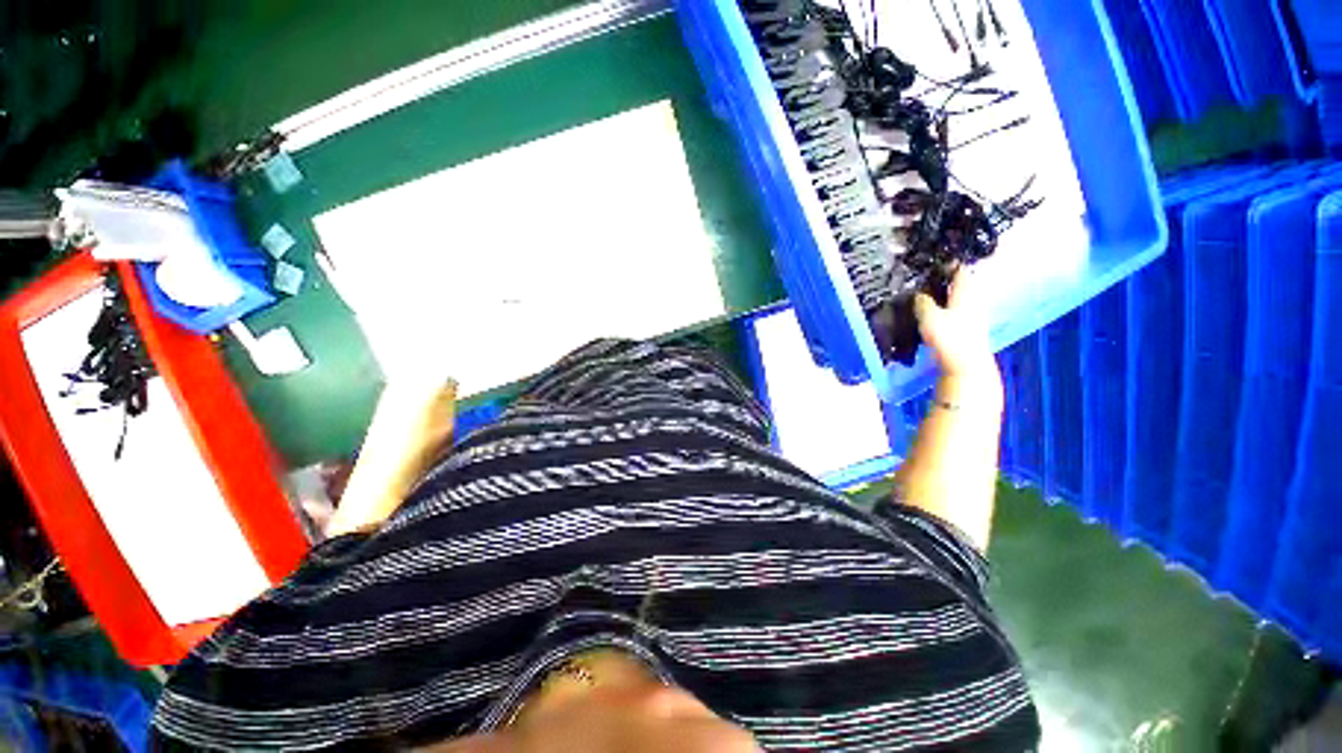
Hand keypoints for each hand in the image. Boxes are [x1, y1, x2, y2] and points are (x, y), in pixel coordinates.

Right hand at [913, 267, 995, 378]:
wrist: (966, 365)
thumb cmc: (949, 338)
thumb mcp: (929, 317)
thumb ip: (923, 302)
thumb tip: (918, 293)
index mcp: (966, 291)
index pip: (959, 269)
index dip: (946, 264)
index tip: (930, 263)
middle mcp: (974, 299)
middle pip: (961, 282)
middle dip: (945, 279)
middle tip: (925, 278)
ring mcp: (974, 313)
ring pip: (959, 296)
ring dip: (945, 293)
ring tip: (926, 294)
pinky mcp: (970, 327)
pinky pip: (958, 309)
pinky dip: (947, 306)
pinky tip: (935, 312)